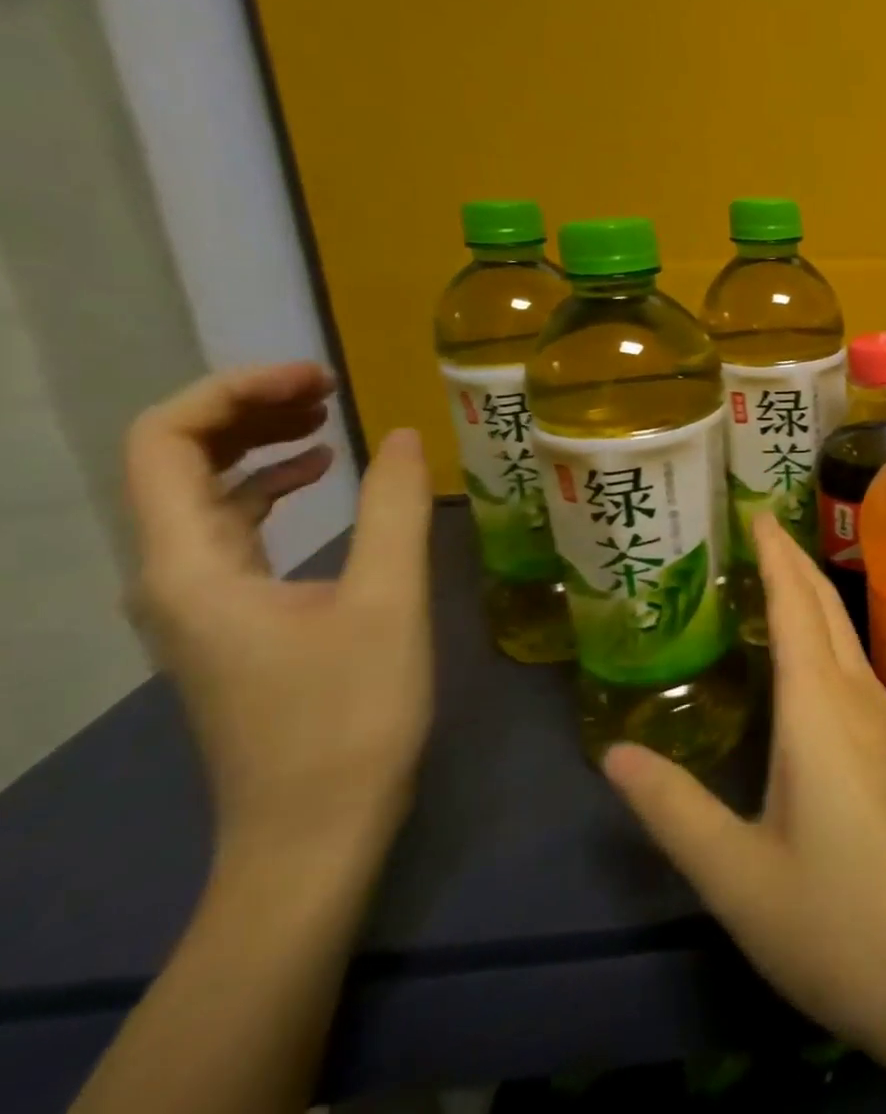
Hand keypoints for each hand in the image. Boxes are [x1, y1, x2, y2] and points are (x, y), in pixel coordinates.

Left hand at [126, 362, 433, 853]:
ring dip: (256, 445)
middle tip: (329, 388)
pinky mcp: (229, 620)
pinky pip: (230, 530)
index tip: (320, 378)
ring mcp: (196, 601)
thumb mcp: (385, 601)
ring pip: (200, 495)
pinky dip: (269, 489)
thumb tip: (404, 434)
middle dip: (245, 409)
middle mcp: (171, 576)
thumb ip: (392, 510)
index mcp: (191, 566)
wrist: (314, 824)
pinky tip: (321, 481)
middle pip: (174, 461)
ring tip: (329, 418)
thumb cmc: (349, 713)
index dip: (235, 392)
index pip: (166, 443)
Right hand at [606, 519, 885, 1112]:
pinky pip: (855, 663)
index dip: (774, 553)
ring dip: (811, 593)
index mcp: (818, 709)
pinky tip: (808, 656)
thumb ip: (674, 810)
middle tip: (755, 528)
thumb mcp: (737, 876)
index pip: (795, 605)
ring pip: (844, 632)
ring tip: (773, 575)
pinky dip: (825, 633)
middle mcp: (857, 696)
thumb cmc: (836, 920)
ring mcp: (885, 718)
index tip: (753, 510)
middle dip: (792, 559)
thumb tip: (616, 752)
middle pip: (824, 606)